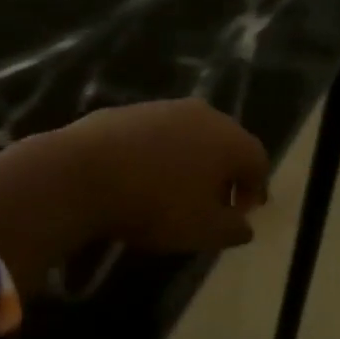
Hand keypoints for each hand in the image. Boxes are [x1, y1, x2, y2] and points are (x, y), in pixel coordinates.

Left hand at [60, 98, 270, 251]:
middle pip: (227, 143)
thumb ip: (233, 229)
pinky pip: (158, 134)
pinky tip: (143, 177)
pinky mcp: (129, 110)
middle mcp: (204, 115)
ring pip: (191, 136)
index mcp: (230, 140)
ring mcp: (164, 107)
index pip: (258, 161)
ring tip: (176, 192)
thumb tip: (244, 225)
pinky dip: (161, 154)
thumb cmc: (156, 205)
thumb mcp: (203, 231)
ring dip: (192, 162)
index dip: (254, 190)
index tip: (241, 214)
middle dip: (225, 174)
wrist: (81, 174)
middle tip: (213, 203)